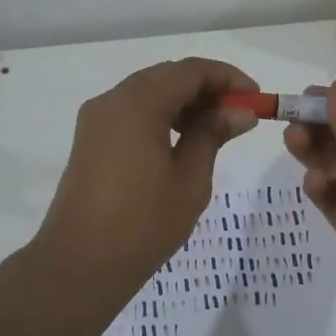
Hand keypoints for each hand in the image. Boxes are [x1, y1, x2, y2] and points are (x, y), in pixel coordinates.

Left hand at [35, 58, 259, 300]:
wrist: (80, 264)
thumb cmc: (143, 224)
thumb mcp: (189, 180)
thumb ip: (212, 135)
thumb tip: (239, 113)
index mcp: (137, 104)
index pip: (189, 71)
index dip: (227, 78)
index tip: (256, 99)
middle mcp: (112, 101)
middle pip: (167, 77)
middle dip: (206, 89)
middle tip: (239, 114)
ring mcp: (96, 120)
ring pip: (148, 93)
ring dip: (184, 102)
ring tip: (216, 130)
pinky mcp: (90, 140)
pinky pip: (132, 112)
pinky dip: (161, 116)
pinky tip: (182, 141)